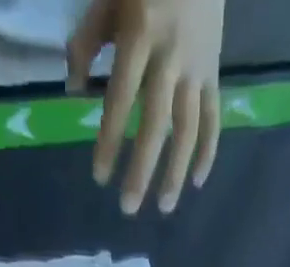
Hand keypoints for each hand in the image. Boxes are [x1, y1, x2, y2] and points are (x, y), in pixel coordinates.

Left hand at [68, 0, 222, 213]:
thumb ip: (88, 42)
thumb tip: (74, 90)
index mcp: (140, 36)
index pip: (121, 99)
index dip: (110, 140)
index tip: (100, 177)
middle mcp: (171, 58)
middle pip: (156, 125)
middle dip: (141, 170)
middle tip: (128, 208)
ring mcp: (196, 67)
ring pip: (187, 129)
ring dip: (175, 172)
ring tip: (163, 207)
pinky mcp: (214, 70)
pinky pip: (213, 117)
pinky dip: (208, 151)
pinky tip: (197, 181)